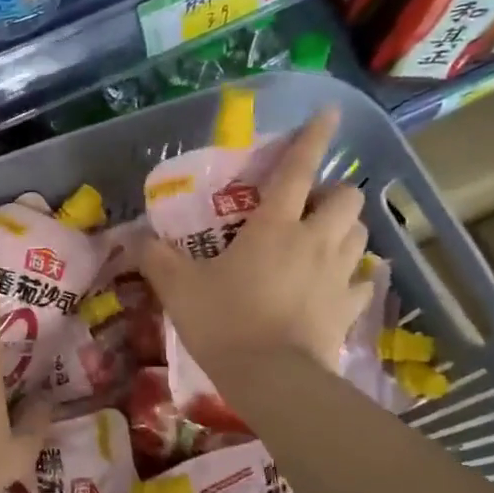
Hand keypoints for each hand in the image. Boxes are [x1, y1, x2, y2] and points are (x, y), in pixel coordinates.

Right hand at [140, 111, 373, 384]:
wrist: (271, 379)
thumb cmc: (224, 322)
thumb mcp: (178, 288)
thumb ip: (154, 258)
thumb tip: (131, 239)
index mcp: (275, 226)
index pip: (298, 169)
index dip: (313, 137)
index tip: (330, 113)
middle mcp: (315, 241)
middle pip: (347, 199)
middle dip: (334, 194)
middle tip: (308, 208)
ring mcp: (337, 276)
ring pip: (361, 235)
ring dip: (345, 230)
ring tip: (322, 242)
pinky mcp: (348, 309)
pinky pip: (361, 283)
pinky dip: (352, 278)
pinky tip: (335, 287)